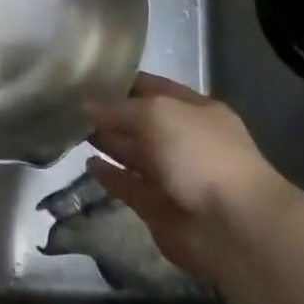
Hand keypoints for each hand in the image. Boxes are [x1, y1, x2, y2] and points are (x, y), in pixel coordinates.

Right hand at [86, 73, 293, 282]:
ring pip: (134, 154)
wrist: (232, 226)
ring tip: (73, 131)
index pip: (153, 88)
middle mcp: (185, 140)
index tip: (88, 77)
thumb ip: (119, 108)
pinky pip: (130, 186)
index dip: (122, 82)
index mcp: (195, 110)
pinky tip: (88, 165)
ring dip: (108, 143)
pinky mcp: (160, 208)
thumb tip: (87, 106)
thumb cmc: (199, 155)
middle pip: (141, 122)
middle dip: (111, 113)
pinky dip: (110, 177)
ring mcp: (174, 175)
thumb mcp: (157, 114)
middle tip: (70, 105)